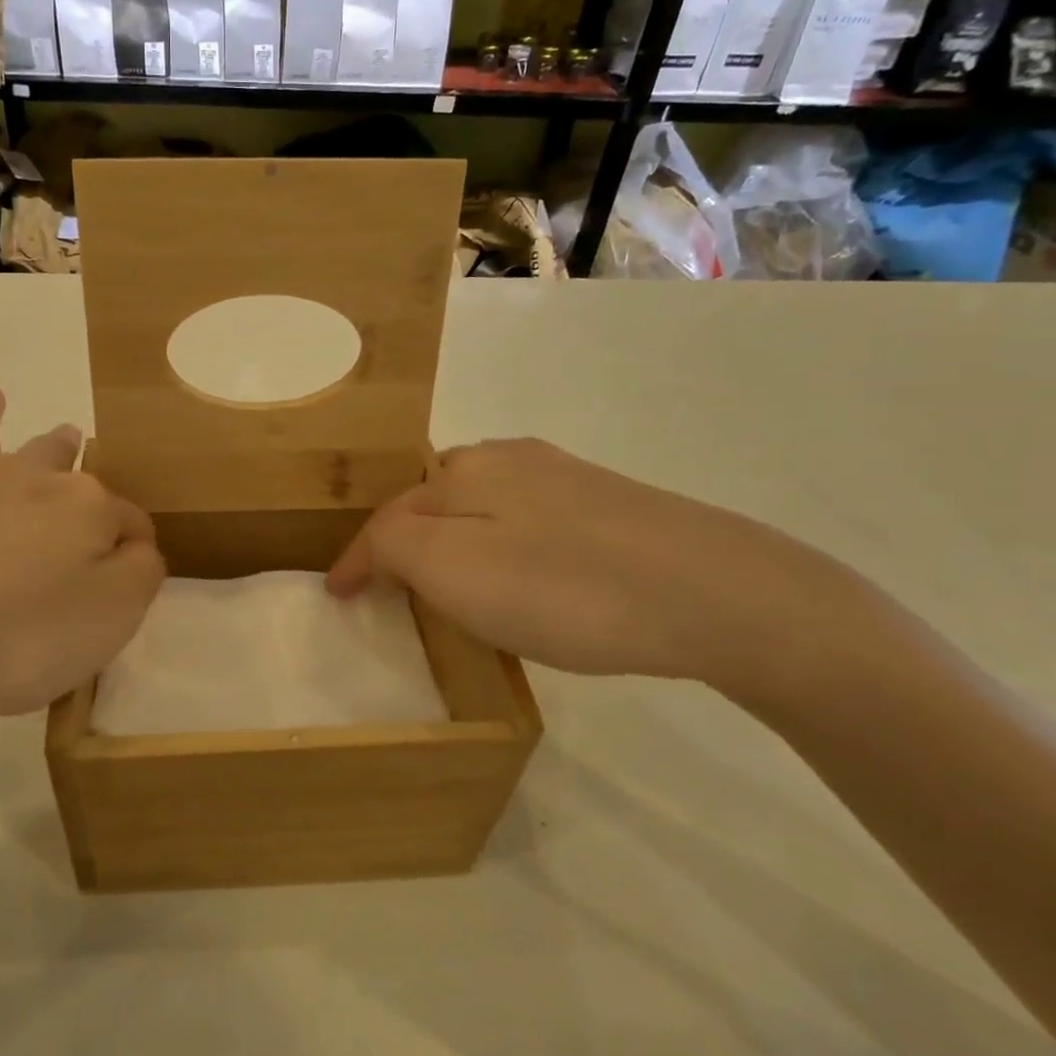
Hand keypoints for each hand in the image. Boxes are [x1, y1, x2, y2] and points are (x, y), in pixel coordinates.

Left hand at [0, 387, 164, 801]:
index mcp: (81, 506)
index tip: (134, 576)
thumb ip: (140, 573)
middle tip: (73, 436)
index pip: (126, 520)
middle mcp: (20, 482)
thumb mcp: (114, 614)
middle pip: (54, 459)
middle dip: (68, 450)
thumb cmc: (21, 635)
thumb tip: (133, 546)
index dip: (134, 545)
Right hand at [327, 437, 847, 691]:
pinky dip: (500, 543)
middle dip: (404, 537)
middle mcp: (508, 459)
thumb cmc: (566, 589)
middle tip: (390, 584)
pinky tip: (523, 572)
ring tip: (449, 579)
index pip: (389, 516)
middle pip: (432, 500)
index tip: (338, 595)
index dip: (358, 557)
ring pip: (480, 505)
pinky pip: (525, 519)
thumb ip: (395, 548)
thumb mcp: (455, 572)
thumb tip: (375, 549)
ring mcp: (563, 477)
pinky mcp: (608, 502)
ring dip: (452, 538)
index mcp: (465, 472)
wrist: (717, 594)